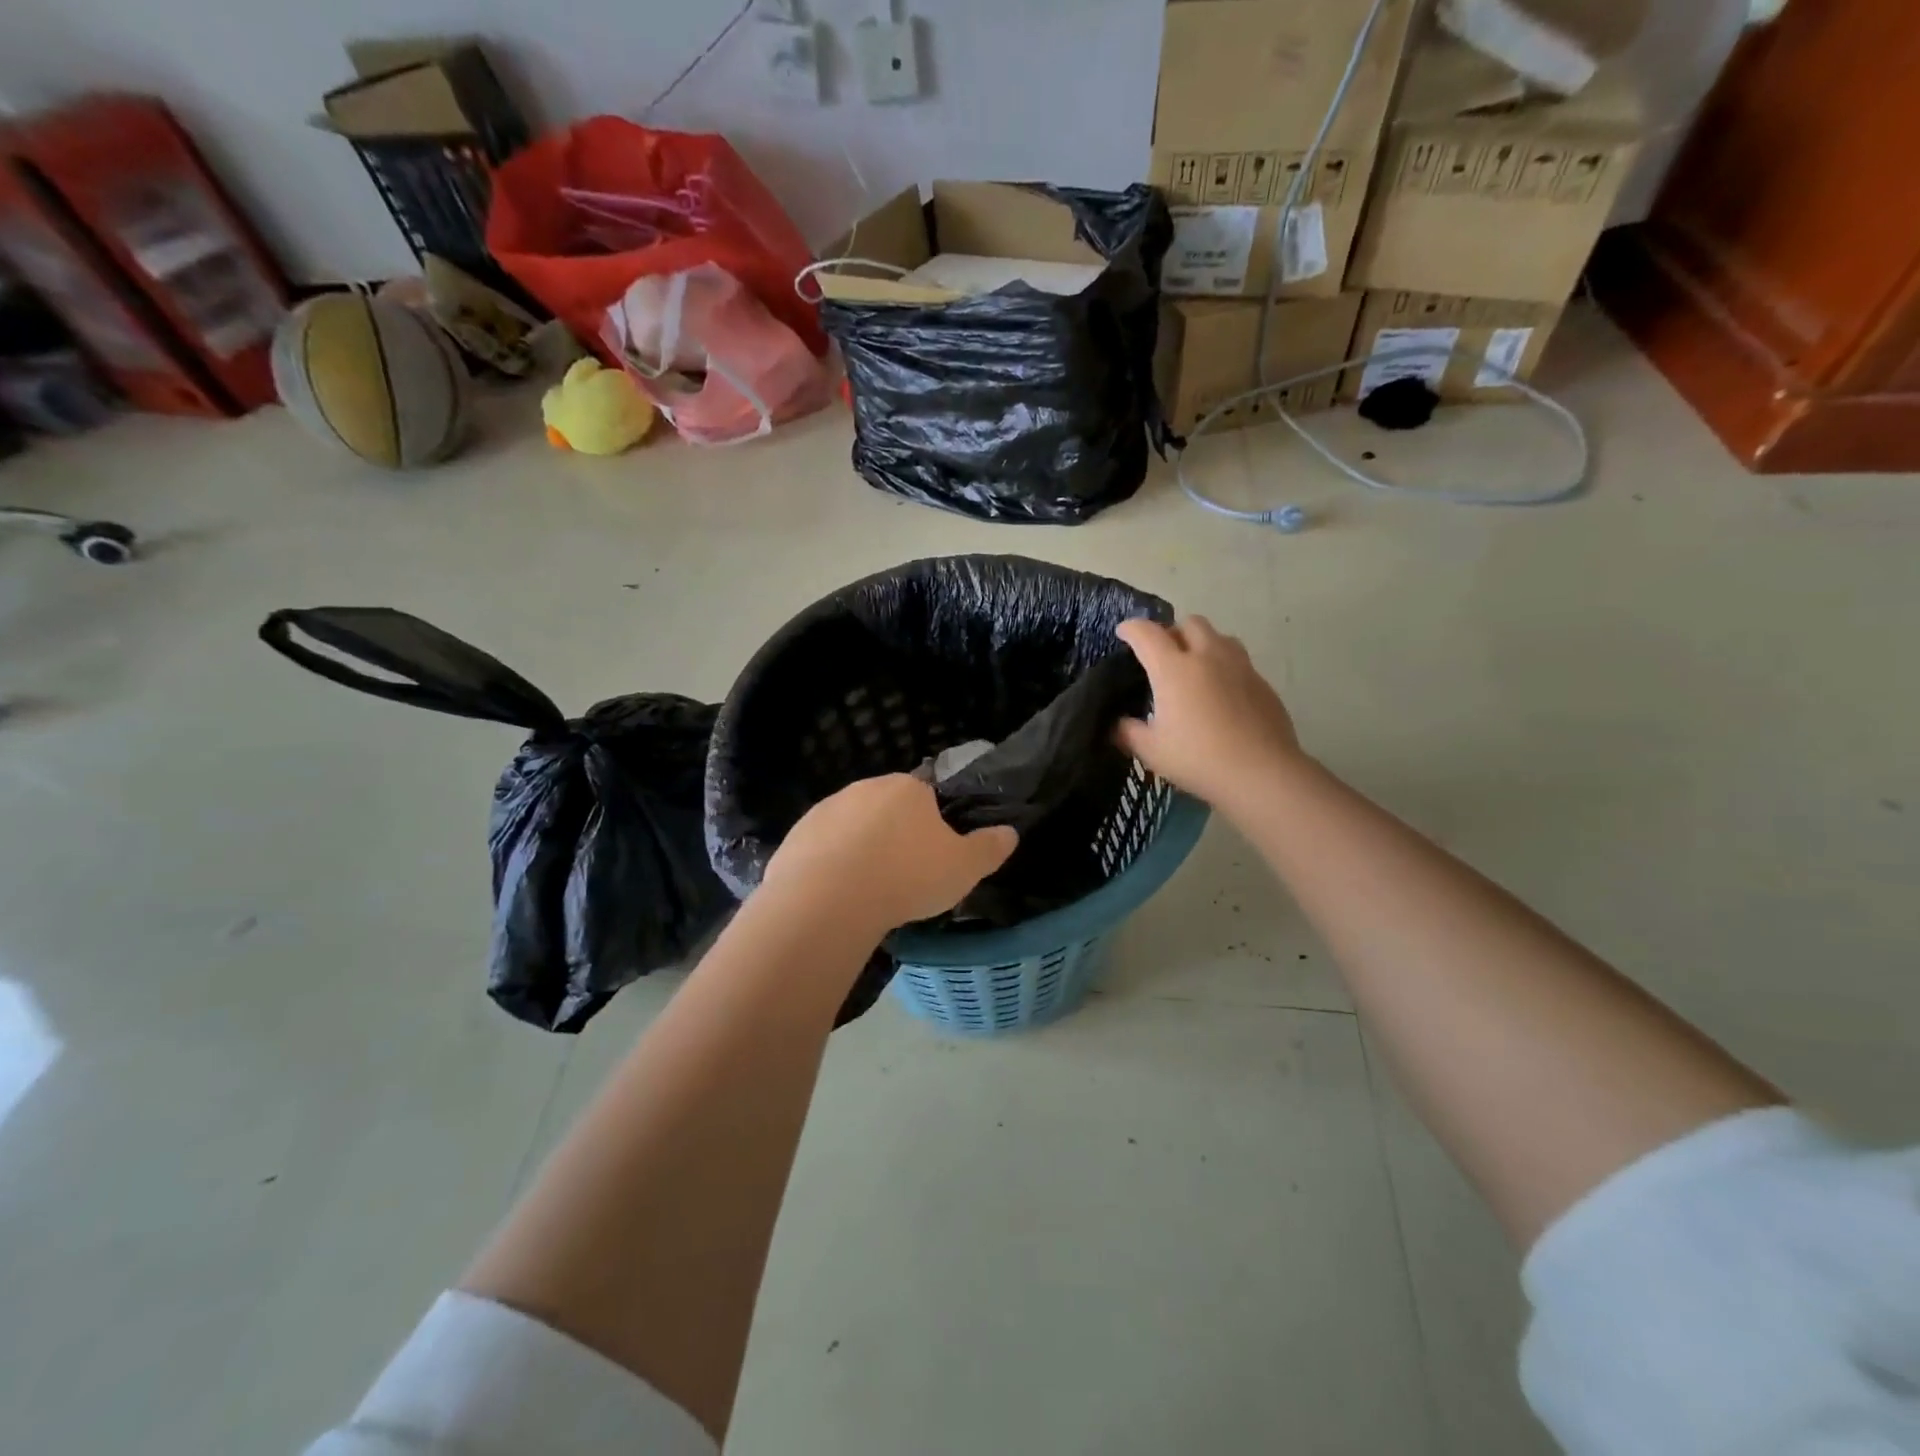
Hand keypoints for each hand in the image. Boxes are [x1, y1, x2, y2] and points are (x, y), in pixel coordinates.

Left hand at [761, 774, 1017, 935]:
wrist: (829, 899)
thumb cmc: (907, 876)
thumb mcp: (964, 868)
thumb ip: (990, 848)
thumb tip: (1010, 832)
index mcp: (908, 788)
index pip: (926, 795)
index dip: (931, 825)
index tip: (931, 856)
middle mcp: (865, 788)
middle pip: (886, 809)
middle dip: (894, 835)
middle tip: (902, 877)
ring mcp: (826, 809)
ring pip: (852, 828)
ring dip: (860, 849)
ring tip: (868, 892)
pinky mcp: (797, 835)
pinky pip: (821, 849)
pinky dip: (830, 866)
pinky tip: (837, 896)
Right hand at [1115, 616, 1303, 809]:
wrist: (1261, 773)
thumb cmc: (1198, 759)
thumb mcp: (1151, 751)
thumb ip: (1128, 732)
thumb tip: (1117, 725)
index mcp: (1174, 669)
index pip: (1147, 634)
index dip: (1132, 629)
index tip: (1124, 633)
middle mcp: (1208, 657)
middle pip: (1189, 623)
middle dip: (1172, 631)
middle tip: (1162, 654)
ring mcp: (1240, 667)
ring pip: (1219, 637)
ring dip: (1202, 643)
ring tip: (1194, 668)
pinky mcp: (1262, 683)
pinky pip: (1239, 661)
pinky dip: (1224, 667)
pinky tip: (1220, 695)